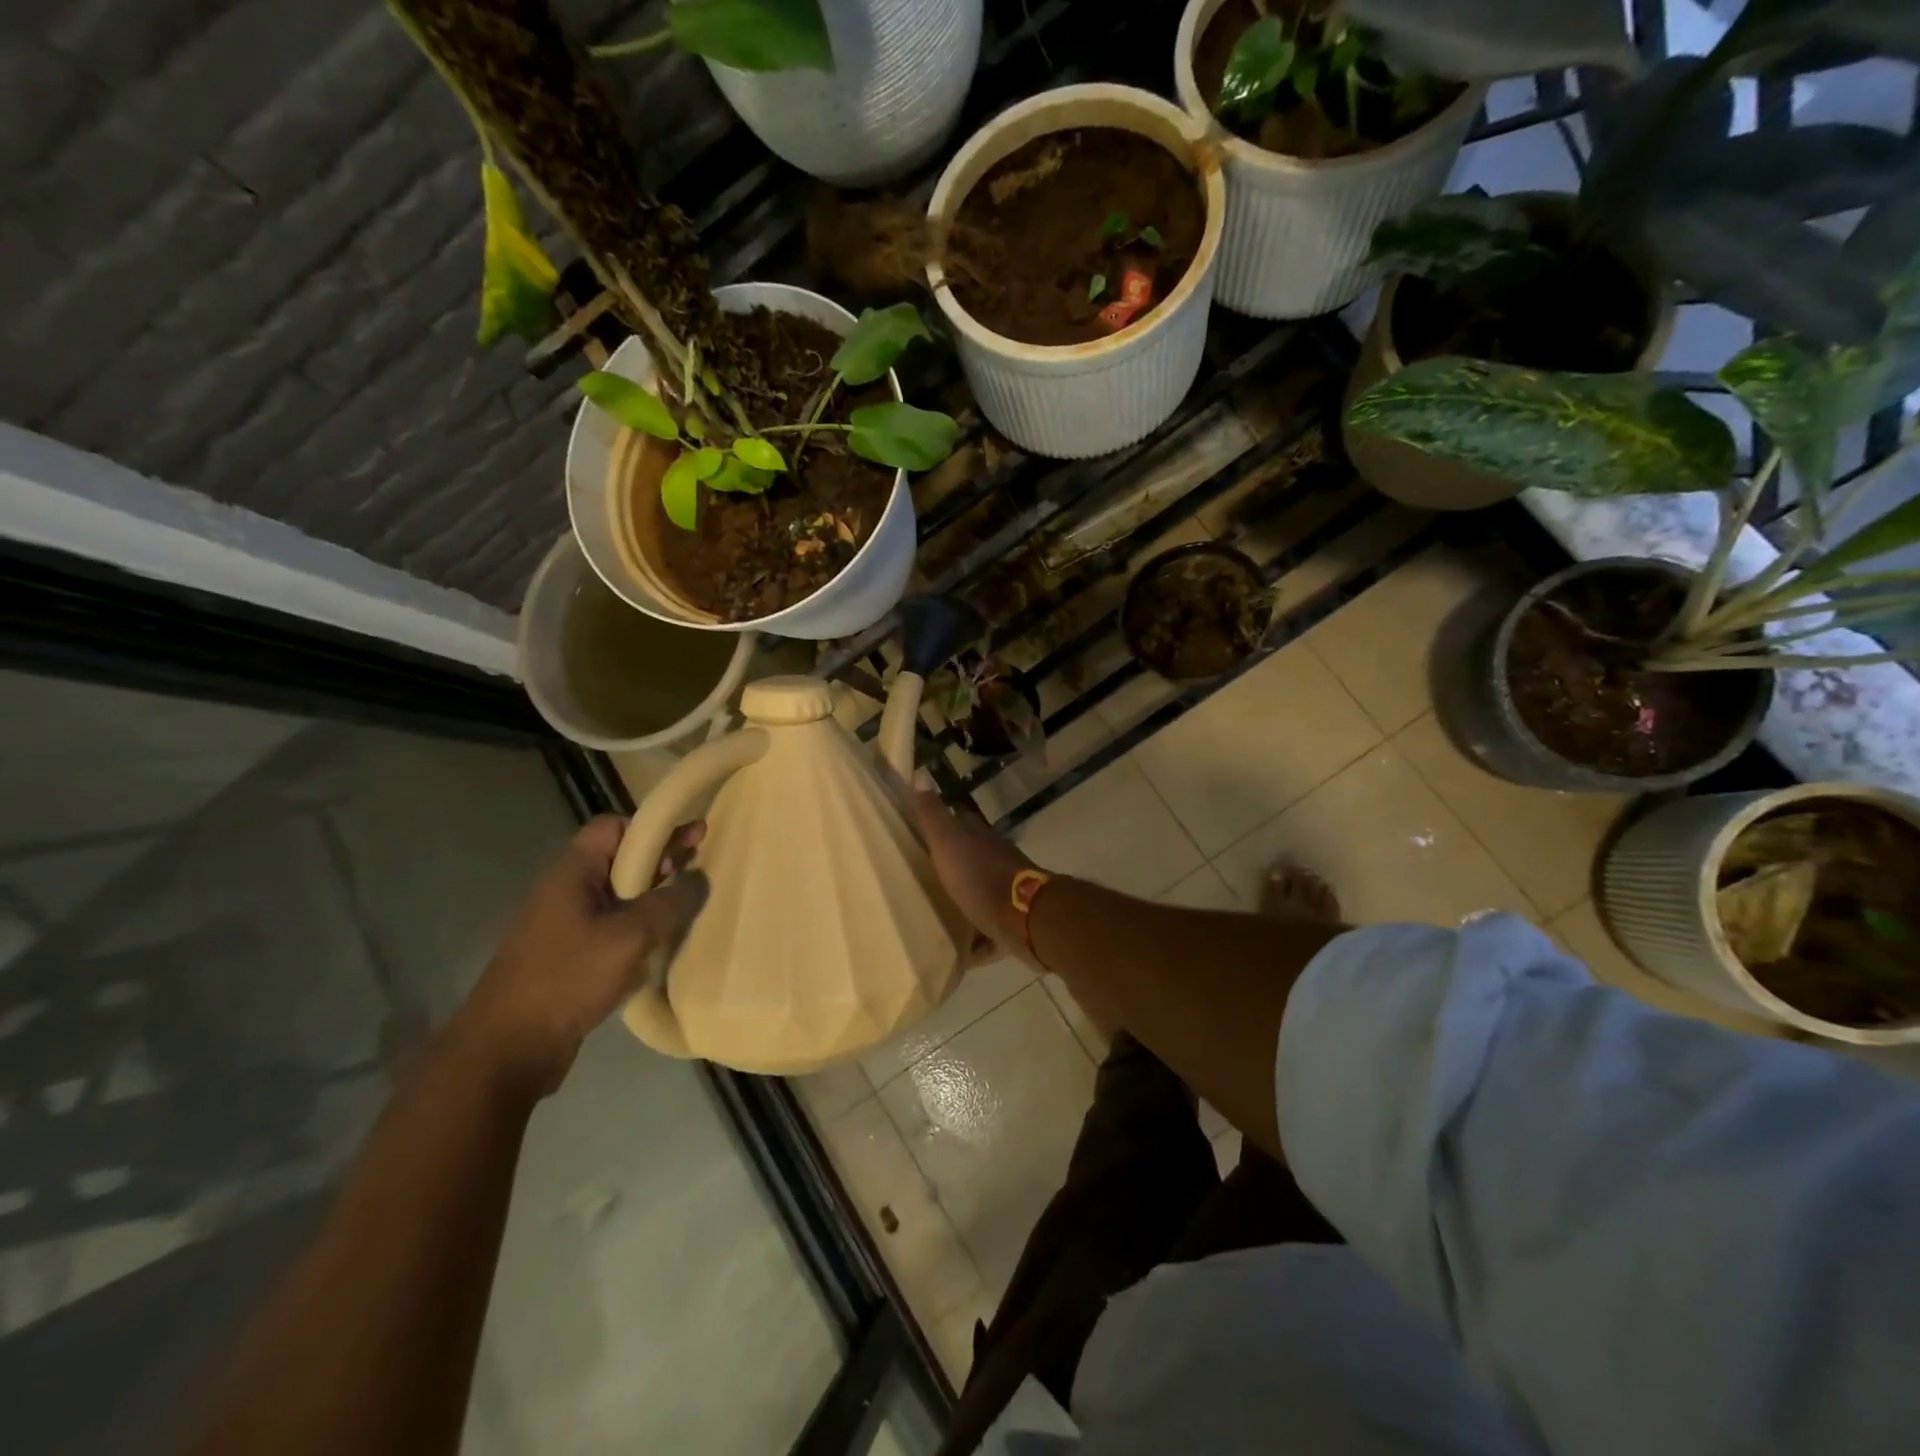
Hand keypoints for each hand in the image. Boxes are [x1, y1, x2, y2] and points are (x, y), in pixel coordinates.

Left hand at [449, 815, 707, 1096]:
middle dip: (661, 860)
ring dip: (653, 896)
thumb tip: (697, 880)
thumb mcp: (629, 936)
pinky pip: (613, 927)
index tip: (689, 842)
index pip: (614, 827)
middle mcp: (567, 890)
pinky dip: (640, 927)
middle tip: (700, 868)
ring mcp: (566, 925)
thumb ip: (669, 903)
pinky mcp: (571, 957)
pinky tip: (663, 942)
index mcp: (573, 872)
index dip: (651, 829)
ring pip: (619, 896)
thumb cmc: (567, 978)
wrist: (508, 1050)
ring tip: (688, 905)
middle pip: (620, 859)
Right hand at [911, 790, 1038, 962]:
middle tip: (921, 880)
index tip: (919, 832)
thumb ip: (934, 815)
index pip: (961, 823)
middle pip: (971, 861)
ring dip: (963, 904)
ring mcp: (1007, 895)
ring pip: (980, 896)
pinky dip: (976, 945)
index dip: (943, 824)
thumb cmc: (982, 878)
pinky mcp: (1011, 927)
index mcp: (980, 842)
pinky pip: (989, 936)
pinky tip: (957, 956)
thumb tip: (920, 773)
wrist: (1026, 919)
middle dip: (951, 868)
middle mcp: (996, 863)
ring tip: (934, 918)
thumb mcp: (950, 843)